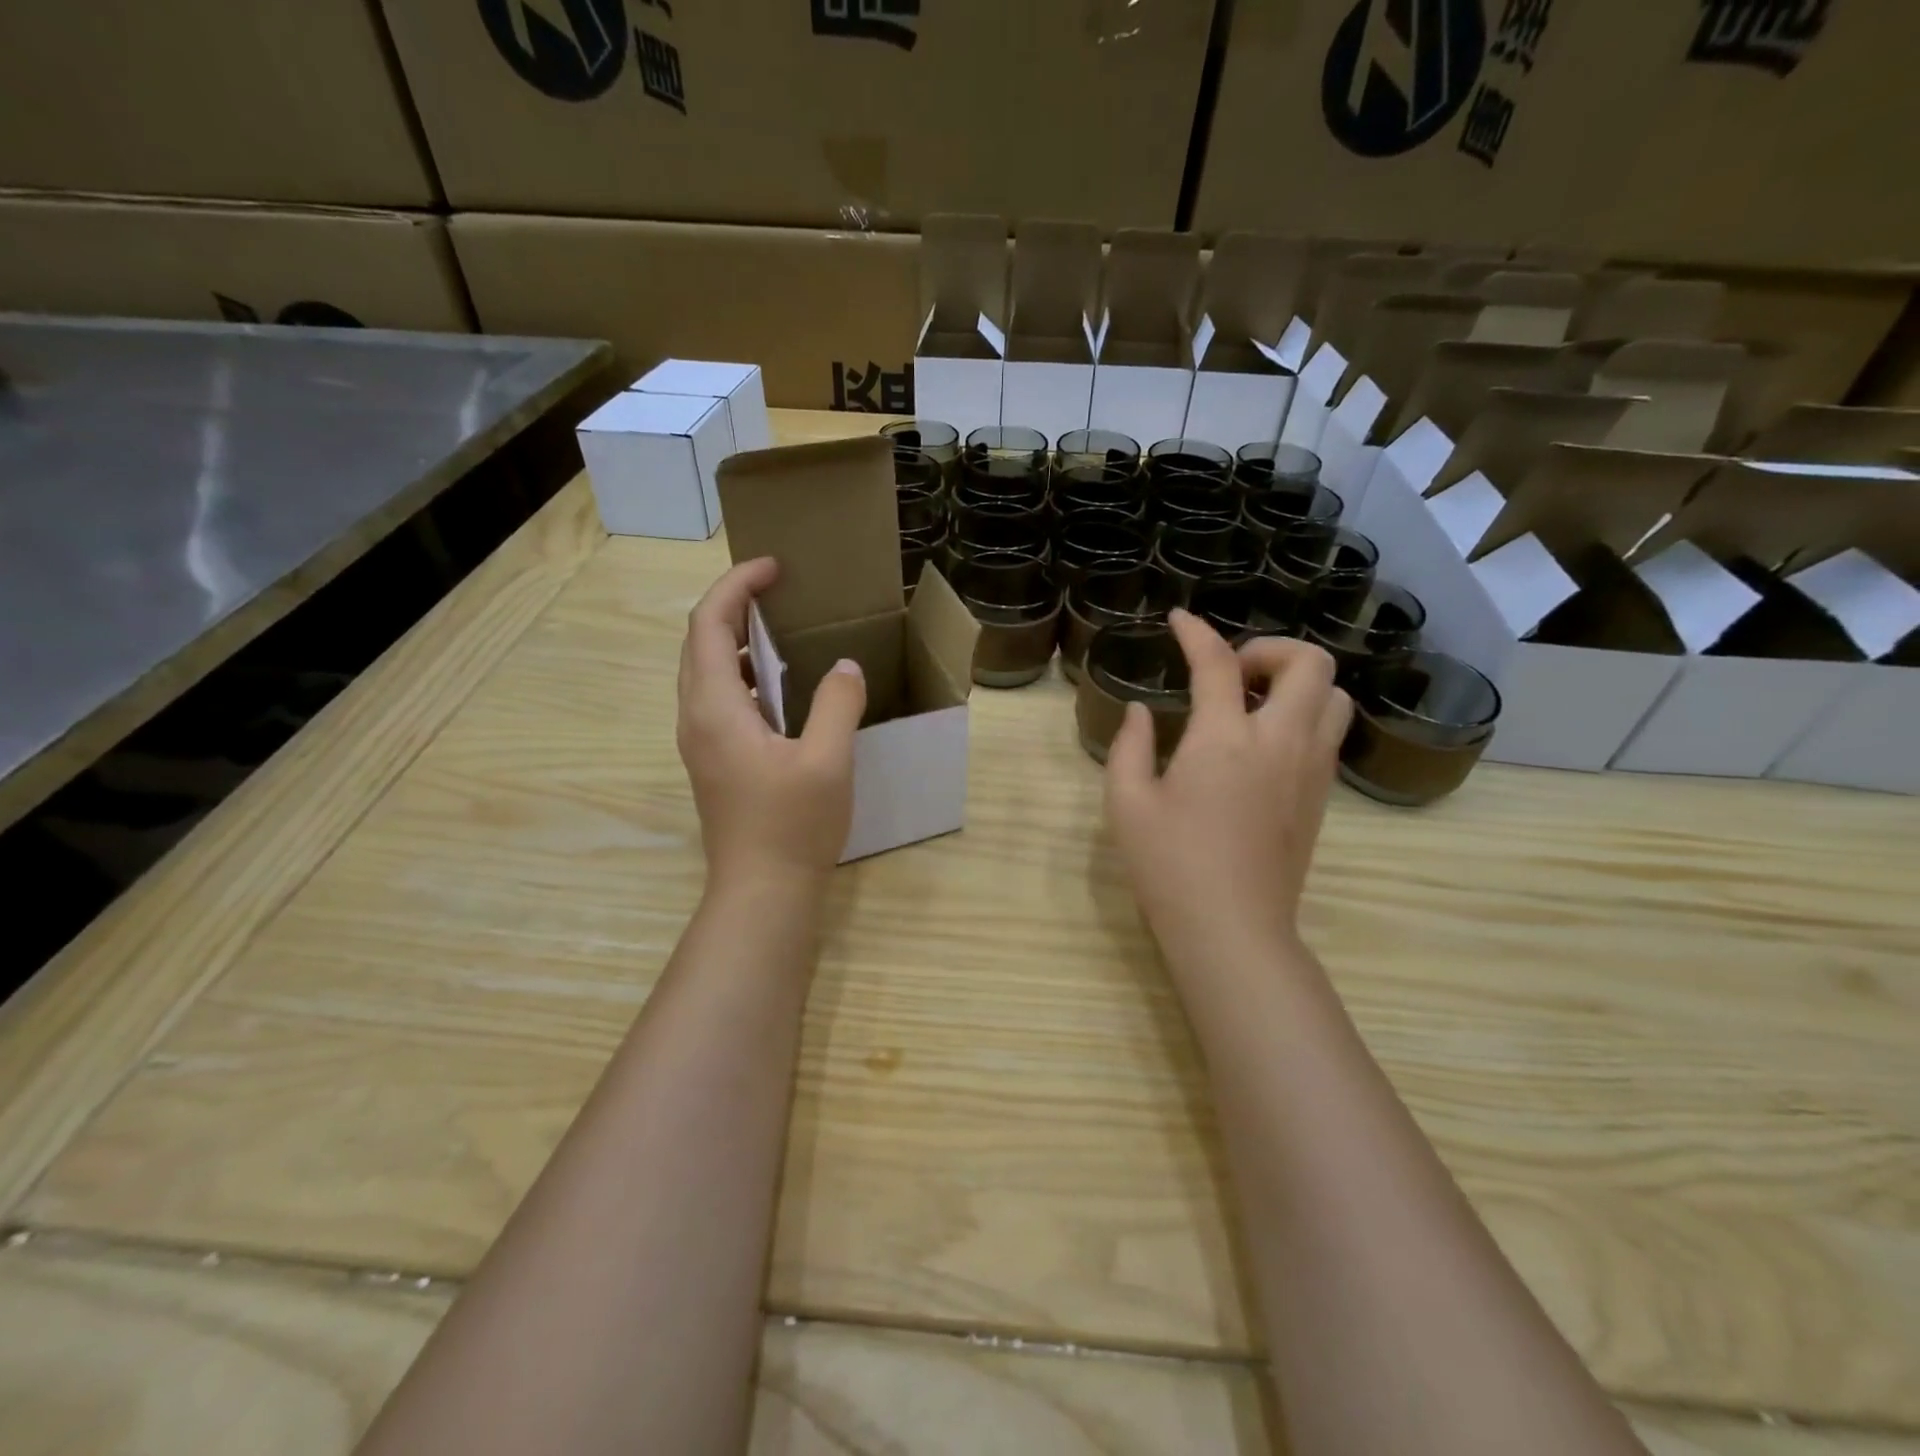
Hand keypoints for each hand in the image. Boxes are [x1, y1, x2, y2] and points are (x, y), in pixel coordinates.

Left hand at [677, 558, 865, 890]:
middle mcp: (696, 717)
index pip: (709, 624)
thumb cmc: (792, 825)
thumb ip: (836, 704)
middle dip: (731, 605)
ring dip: (734, 641)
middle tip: (776, 591)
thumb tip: (844, 668)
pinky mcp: (712, 761)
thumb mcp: (826, 760)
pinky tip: (779, 687)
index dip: (736, 586)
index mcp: (716, 708)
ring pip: (704, 672)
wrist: (761, 891)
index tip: (773, 568)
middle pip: (698, 642)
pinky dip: (741, 674)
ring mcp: (700, 742)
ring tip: (779, 630)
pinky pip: (717, 699)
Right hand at [1105, 609, 1350, 959]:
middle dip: (1271, 649)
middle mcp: (1280, 742)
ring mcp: (1310, 770)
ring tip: (1253, 705)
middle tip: (1231, 673)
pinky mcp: (1321, 797)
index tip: (1178, 620)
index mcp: (1225, 739)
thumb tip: (1142, 712)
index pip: (1218, 662)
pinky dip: (1304, 715)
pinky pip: (1328, 732)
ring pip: (1334, 696)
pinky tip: (1262, 745)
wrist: (1232, 929)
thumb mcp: (1126, 803)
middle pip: (1309, 663)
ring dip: (1297, 682)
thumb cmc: (1169, 865)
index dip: (1196, 633)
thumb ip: (1130, 746)